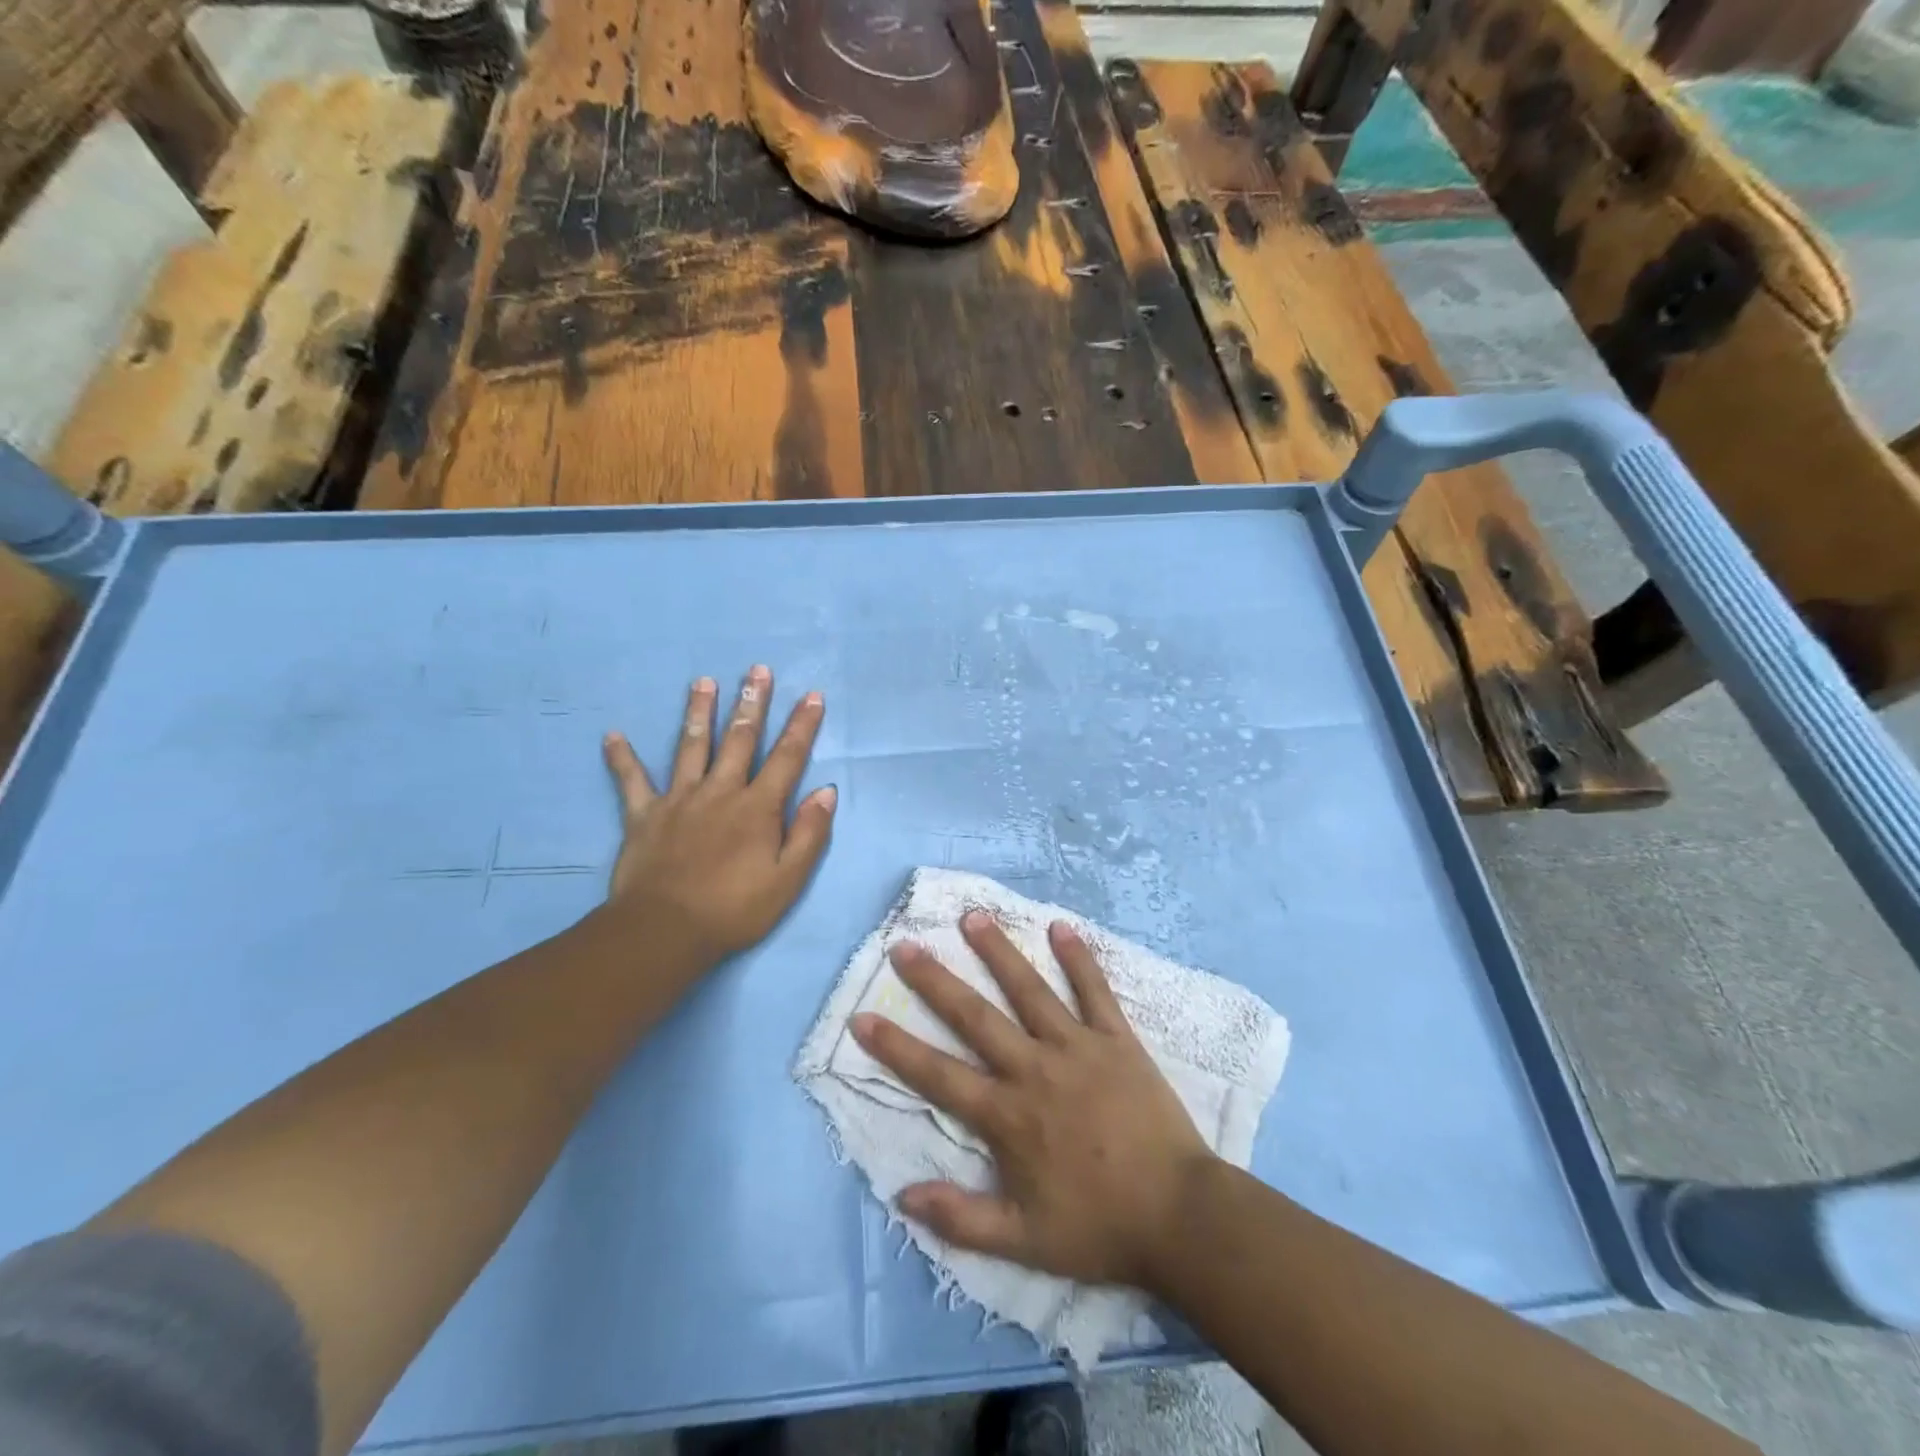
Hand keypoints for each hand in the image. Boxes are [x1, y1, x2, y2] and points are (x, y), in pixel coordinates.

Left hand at [599, 666, 835, 974]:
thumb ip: (809, 833)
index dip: (802, 726)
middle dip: (752, 703)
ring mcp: (679, 800)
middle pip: (739, 739)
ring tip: (702, 681)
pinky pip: (631, 782)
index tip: (812, 695)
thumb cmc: (734, 909)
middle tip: (757, 670)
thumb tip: (826, 791)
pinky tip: (612, 736)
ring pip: (691, 747)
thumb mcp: (788, 880)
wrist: (665, 932)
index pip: (787, 758)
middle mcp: (720, 792)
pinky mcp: (644, 815)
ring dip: (698, 712)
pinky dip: (622, 759)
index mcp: (758, 808)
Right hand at [851, 913, 1213, 1290]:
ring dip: (999, 952)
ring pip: (1030, 990)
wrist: (1180, 1216)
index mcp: (1008, 1115)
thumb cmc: (1099, 1227)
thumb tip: (902, 1196)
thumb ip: (961, 1219)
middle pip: (976, 1017)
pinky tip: (1061, 927)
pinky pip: (1095, 991)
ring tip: (973, 917)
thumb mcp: (1023, 1242)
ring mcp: (1077, 1047)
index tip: (863, 1017)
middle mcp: (1034, 1069)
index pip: (938, 1074)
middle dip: (936, 981)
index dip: (897, 1046)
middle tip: (906, 945)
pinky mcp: (1116, 1039)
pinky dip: (1078, 958)